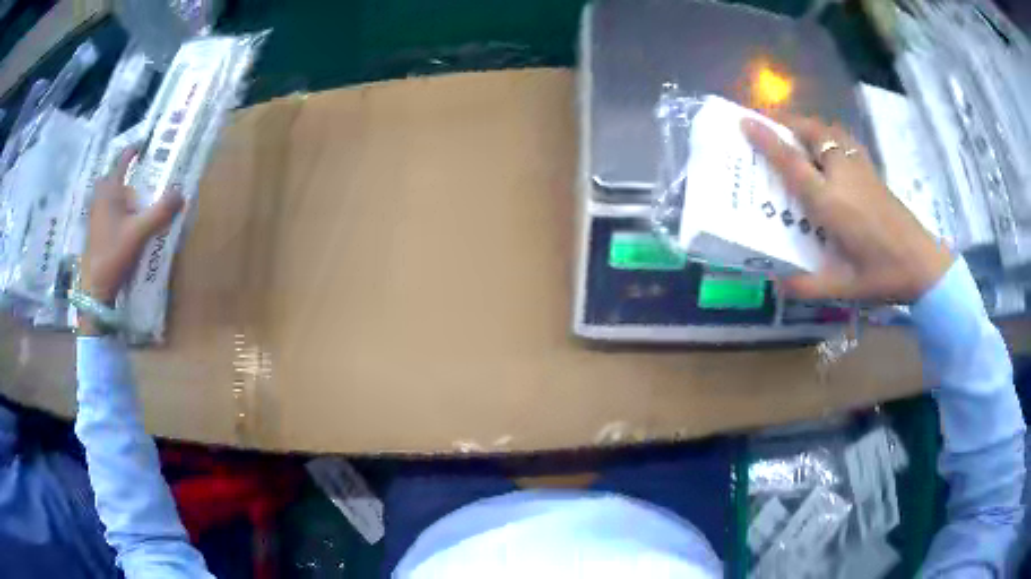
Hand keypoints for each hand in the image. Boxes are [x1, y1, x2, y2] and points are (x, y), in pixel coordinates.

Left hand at [79, 150, 182, 332]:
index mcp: (109, 191)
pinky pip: (107, 211)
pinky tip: (125, 222)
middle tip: (140, 175)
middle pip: (112, 177)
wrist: (94, 289)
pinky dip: (116, 209)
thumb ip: (160, 212)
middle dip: (124, 173)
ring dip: (120, 192)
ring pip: (108, 195)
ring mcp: (96, 216)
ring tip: (136, 199)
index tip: (144, 144)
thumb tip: (181, 193)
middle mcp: (100, 199)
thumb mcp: (140, 233)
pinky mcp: (95, 233)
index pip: (122, 160)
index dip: (133, 150)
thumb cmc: (113, 254)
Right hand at [741, 115, 952, 302]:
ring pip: (832, 132)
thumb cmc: (884, 276)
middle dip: (789, 123)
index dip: (767, 140)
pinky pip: (847, 142)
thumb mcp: (846, 289)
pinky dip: (831, 136)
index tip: (745, 121)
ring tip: (798, 134)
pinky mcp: (873, 173)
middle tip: (772, 126)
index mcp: (831, 204)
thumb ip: (810, 285)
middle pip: (813, 133)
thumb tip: (778, 283)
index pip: (793, 164)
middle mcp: (843, 178)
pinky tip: (831, 150)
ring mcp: (861, 171)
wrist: (924, 265)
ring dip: (811, 126)